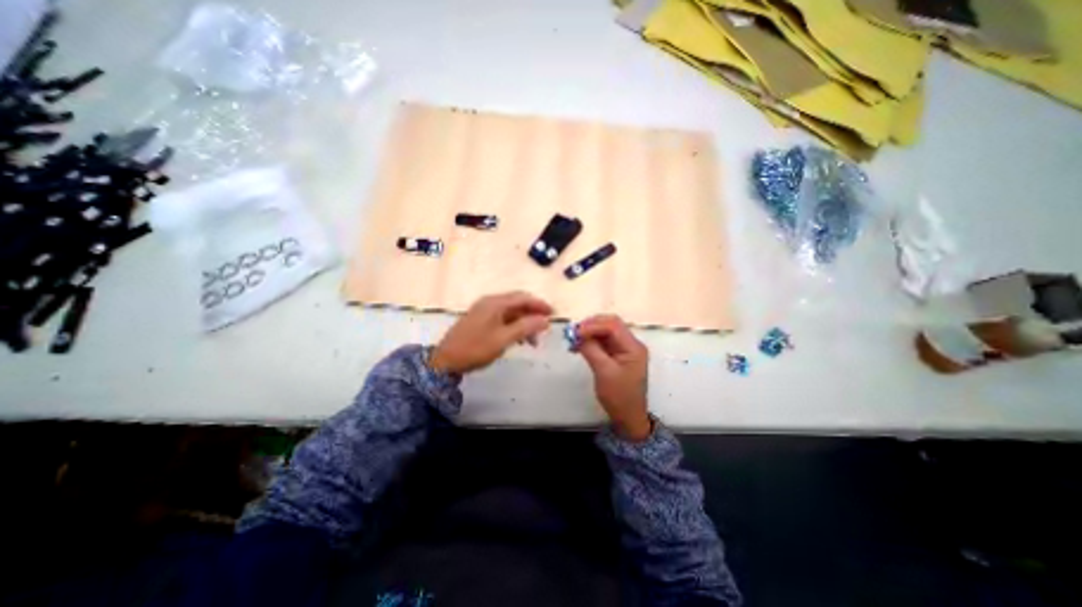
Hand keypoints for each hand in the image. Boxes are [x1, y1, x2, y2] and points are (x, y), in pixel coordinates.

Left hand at [428, 288, 552, 374]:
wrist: (445, 361)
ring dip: (524, 323)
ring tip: (534, 340)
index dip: (540, 305)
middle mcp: (490, 302)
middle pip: (517, 303)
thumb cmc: (476, 348)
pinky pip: (502, 319)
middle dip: (533, 314)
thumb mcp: (504, 339)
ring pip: (510, 312)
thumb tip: (546, 320)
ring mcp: (484, 311)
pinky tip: (519, 339)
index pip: (523, 298)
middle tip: (545, 327)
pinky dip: (514, 326)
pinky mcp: (480, 320)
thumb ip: (526, 327)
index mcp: (495, 303)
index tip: (554, 314)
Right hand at [575, 316, 649, 437]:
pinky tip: (579, 346)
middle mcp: (631, 344)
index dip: (592, 326)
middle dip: (591, 326)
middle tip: (573, 333)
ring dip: (589, 332)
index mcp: (633, 347)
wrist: (628, 417)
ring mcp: (625, 349)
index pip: (613, 326)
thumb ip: (591, 350)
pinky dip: (591, 341)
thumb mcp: (603, 372)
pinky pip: (604, 341)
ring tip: (573, 340)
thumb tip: (578, 334)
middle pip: (610, 324)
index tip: (575, 333)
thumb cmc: (618, 396)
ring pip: (606, 331)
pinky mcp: (618, 354)